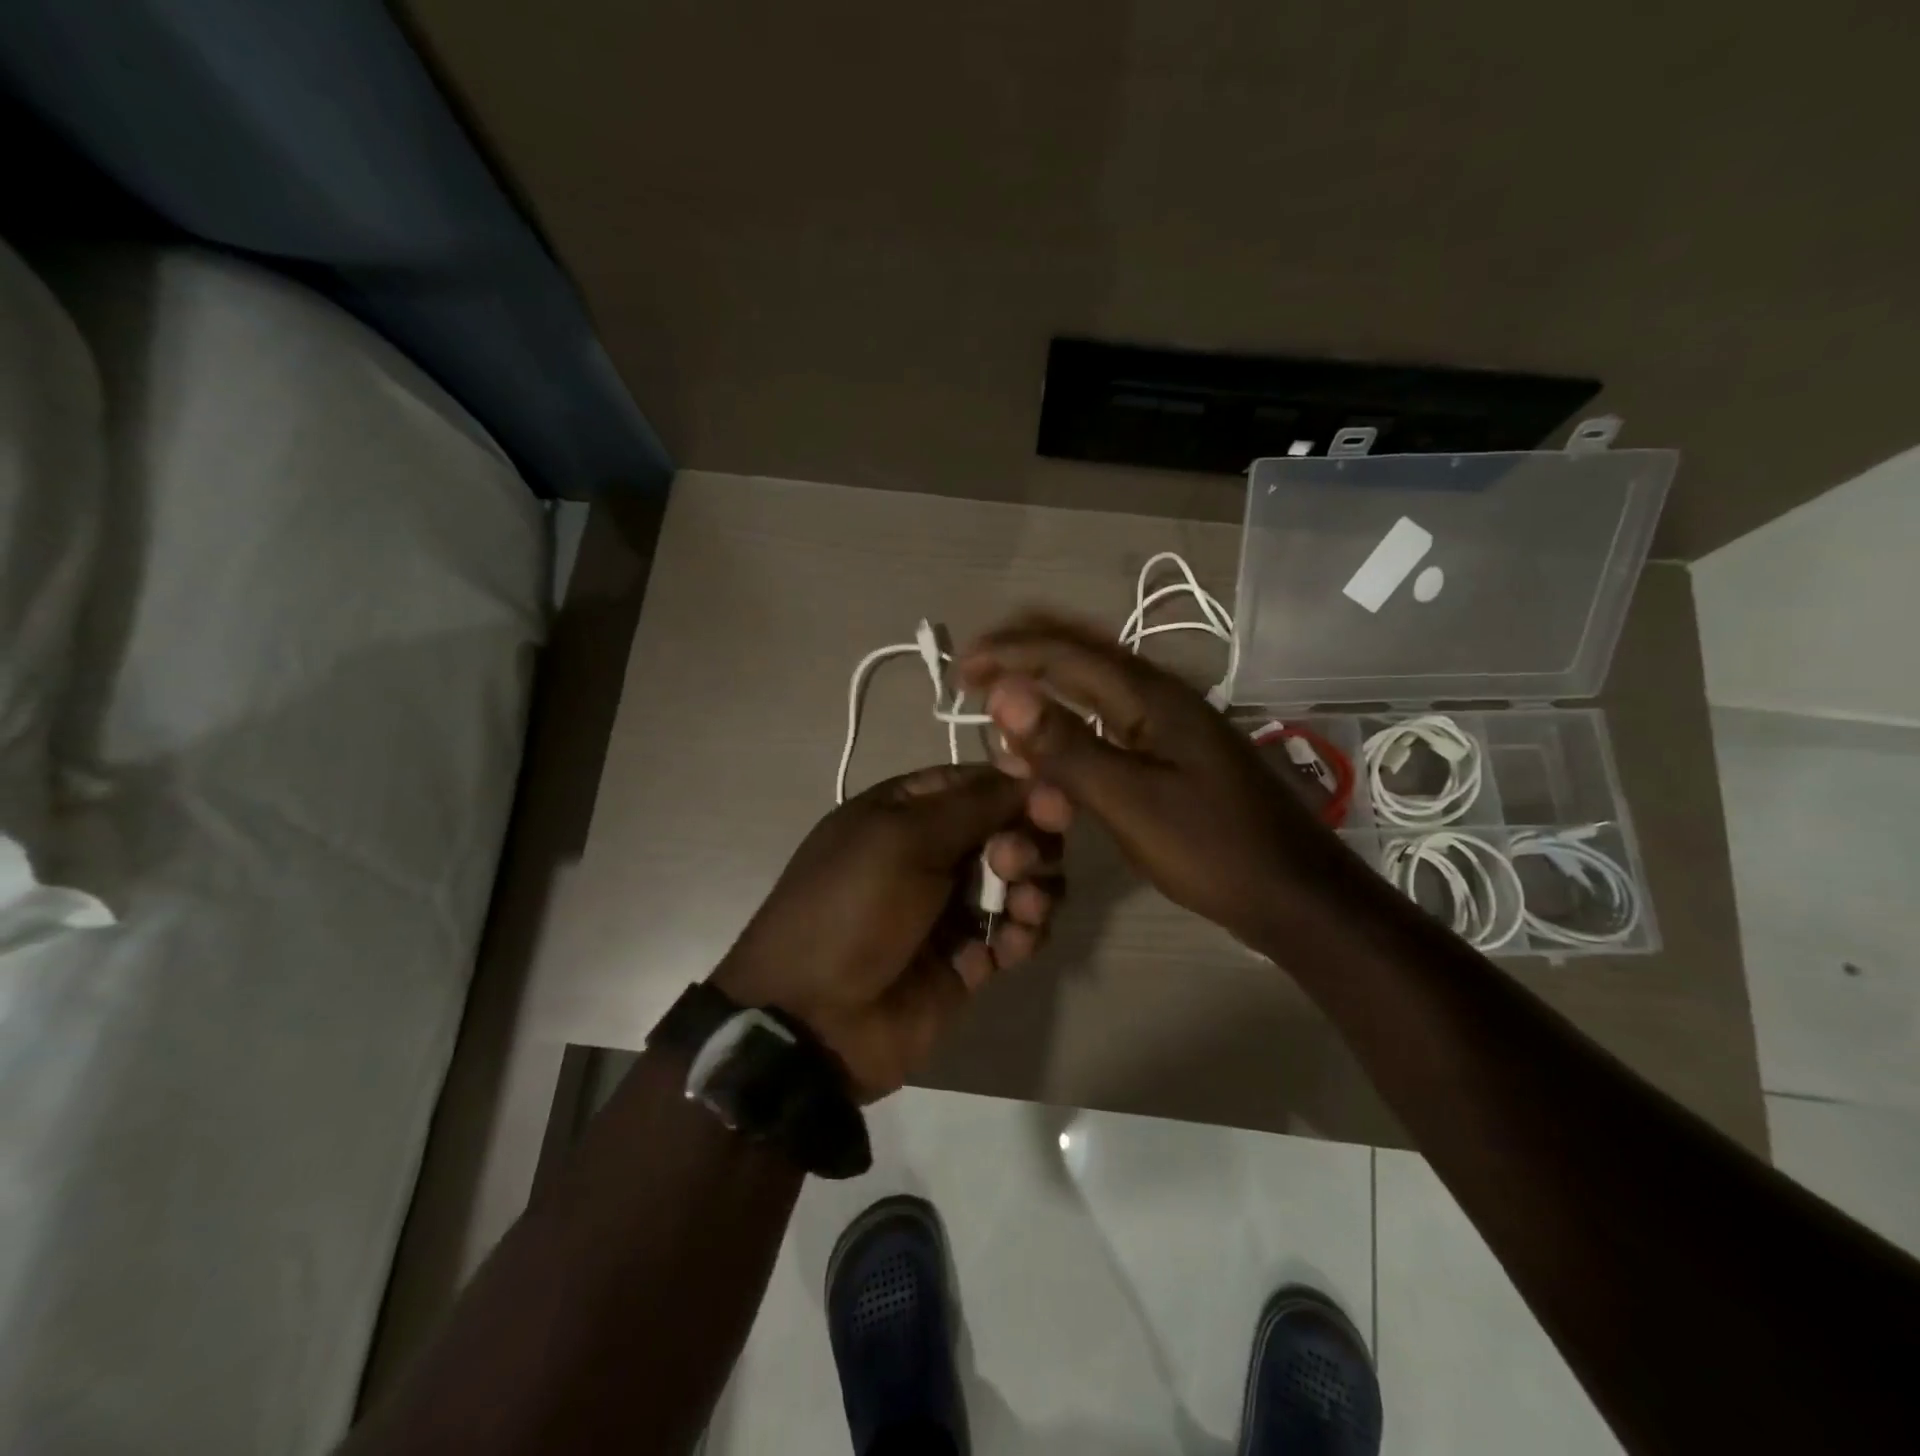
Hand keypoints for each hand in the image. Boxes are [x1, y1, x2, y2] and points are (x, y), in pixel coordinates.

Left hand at [712, 764, 1069, 1101]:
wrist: (814, 1018)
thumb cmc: (851, 907)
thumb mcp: (903, 838)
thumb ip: (973, 805)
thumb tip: (1031, 773)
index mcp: (908, 811)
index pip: (980, 784)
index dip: (1021, 790)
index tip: (1054, 804)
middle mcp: (935, 852)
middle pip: (1010, 830)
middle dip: (1026, 843)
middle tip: (1012, 864)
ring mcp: (953, 907)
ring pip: (1022, 883)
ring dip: (1034, 889)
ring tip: (1022, 910)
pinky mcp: (970, 958)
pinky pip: (1016, 933)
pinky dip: (1023, 935)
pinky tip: (1011, 946)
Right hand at [957, 612, 1341, 948]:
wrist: (1295, 893)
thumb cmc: (1211, 849)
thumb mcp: (1129, 801)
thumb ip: (1066, 746)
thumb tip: (1003, 692)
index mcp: (1150, 696)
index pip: (1064, 652)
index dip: (1008, 653)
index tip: (960, 669)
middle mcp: (1160, 694)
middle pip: (1081, 651)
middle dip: (1024, 652)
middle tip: (974, 673)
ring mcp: (1171, 721)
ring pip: (1094, 683)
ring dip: (1045, 684)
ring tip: (1002, 707)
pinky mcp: (1174, 749)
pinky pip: (1108, 715)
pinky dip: (1069, 718)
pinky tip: (1053, 743)